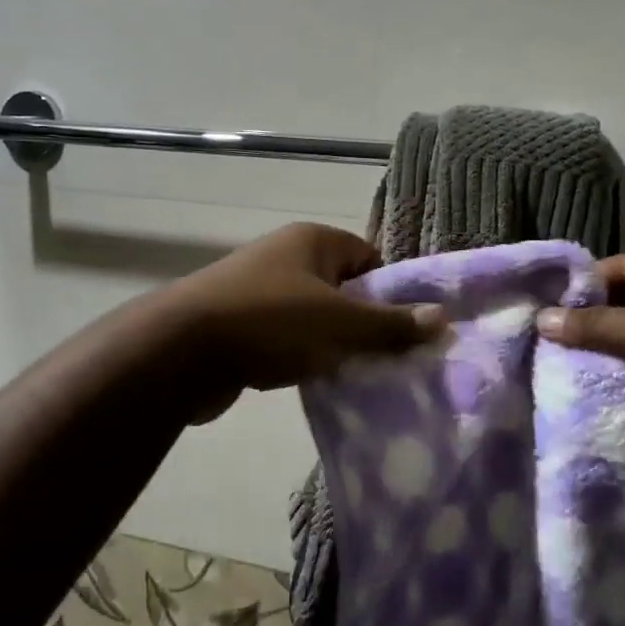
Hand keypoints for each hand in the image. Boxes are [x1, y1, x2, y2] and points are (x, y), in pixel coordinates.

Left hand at [166, 224, 441, 420]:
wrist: (182, 350)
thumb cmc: (269, 321)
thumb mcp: (339, 323)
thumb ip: (390, 324)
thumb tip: (442, 318)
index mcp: (312, 241)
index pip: (369, 258)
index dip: (390, 292)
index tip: (403, 330)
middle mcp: (286, 257)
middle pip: (343, 289)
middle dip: (363, 325)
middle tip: (386, 360)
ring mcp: (259, 289)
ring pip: (314, 318)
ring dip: (332, 346)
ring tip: (354, 377)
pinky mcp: (240, 324)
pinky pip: (286, 338)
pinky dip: (300, 358)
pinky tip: (313, 384)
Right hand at [535, 252, 624, 520]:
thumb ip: (601, 327)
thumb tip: (541, 319)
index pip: (624, 270)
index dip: (583, 286)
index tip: (538, 307)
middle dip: (587, 332)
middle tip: (534, 346)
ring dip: (601, 370)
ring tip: (545, 377)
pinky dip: (620, 400)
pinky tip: (577, 406)